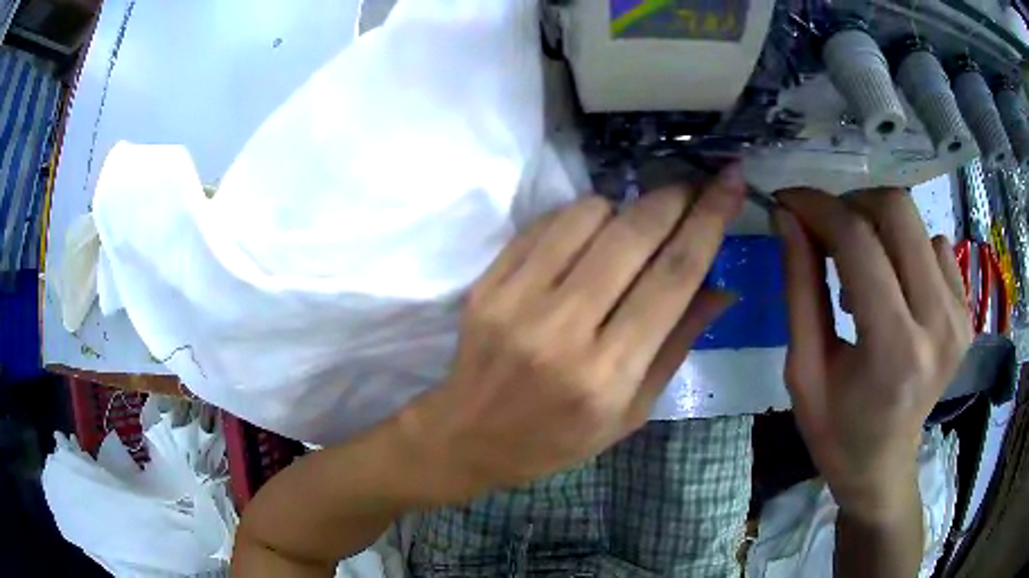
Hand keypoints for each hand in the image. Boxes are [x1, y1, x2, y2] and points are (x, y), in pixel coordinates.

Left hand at [400, 167, 745, 498]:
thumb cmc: (559, 437)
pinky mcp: (487, 284)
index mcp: (608, 374)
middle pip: (634, 234)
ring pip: (588, 216)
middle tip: (694, 186)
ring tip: (633, 230)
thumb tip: (722, 287)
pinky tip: (588, 237)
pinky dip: (579, 217)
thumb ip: (678, 344)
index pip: (674, 277)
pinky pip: (545, 223)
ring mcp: (516, 301)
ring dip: (624, 208)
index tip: (730, 182)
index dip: (709, 221)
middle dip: (674, 198)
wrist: (470, 437)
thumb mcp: (632, 411)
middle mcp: (563, 330)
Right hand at [775, 188, 971, 520]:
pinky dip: (909, 251)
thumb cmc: (836, 430)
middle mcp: (938, 325)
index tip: (790, 202)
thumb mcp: (803, 367)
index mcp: (893, 350)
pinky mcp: (967, 314)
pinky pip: (937, 247)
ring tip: (863, 271)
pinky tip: (896, 286)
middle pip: (898, 212)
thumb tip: (788, 217)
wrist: (883, 465)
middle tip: (828, 230)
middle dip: (853, 204)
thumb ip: (799, 286)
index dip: (818, 208)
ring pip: (917, 224)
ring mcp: (959, 317)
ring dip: (880, 230)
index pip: (858, 242)